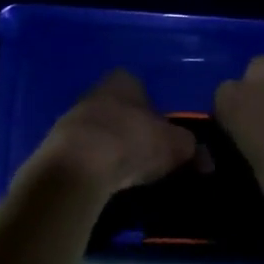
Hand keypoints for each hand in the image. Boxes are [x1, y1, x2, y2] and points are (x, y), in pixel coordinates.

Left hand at [22, 71, 197, 201]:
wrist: (78, 167)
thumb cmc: (132, 141)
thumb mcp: (176, 145)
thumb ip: (193, 149)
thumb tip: (207, 160)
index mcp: (123, 80)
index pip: (142, 88)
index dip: (155, 112)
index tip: (164, 135)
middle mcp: (94, 92)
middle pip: (119, 110)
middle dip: (133, 130)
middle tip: (150, 156)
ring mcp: (71, 119)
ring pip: (100, 132)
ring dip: (112, 149)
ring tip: (128, 175)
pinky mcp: (56, 148)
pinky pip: (84, 155)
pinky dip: (95, 166)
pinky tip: (105, 183)